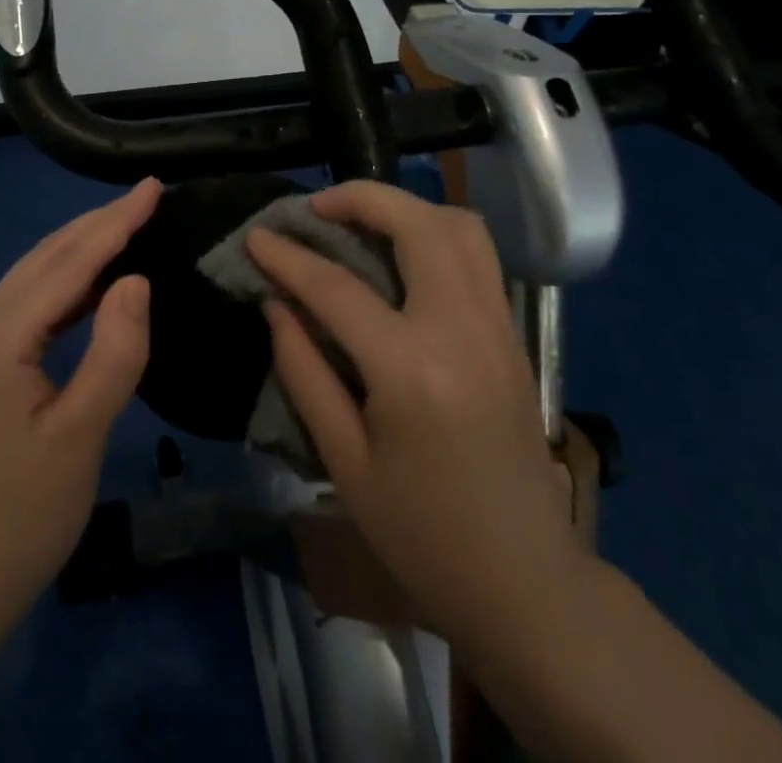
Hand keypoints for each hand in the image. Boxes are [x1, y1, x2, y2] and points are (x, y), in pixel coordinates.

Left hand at [0, 178, 160, 635]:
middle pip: (44, 260)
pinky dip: (66, 284)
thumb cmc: (23, 518)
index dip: (114, 223)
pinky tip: (95, 282)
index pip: (66, 265)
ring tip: (128, 224)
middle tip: (147, 196)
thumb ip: (114, 351)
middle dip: (97, 224)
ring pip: (33, 278)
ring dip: (81, 248)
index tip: (153, 188)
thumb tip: (136, 279)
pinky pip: (29, 306)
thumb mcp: (81, 436)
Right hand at [248, 181, 583, 654]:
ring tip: (360, 220)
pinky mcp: (513, 334)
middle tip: (316, 208)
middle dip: (360, 198)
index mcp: (411, 370)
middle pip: (416, 224)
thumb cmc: (421, 535)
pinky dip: (436, 232)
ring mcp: (497, 327)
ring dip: (406, 207)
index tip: (256, 236)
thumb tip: (276, 304)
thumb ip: (304, 372)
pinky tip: (403, 255)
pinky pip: (478, 255)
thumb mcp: (344, 463)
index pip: (337, 287)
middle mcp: (462, 329)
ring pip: (460, 226)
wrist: (526, 583)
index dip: (288, 256)